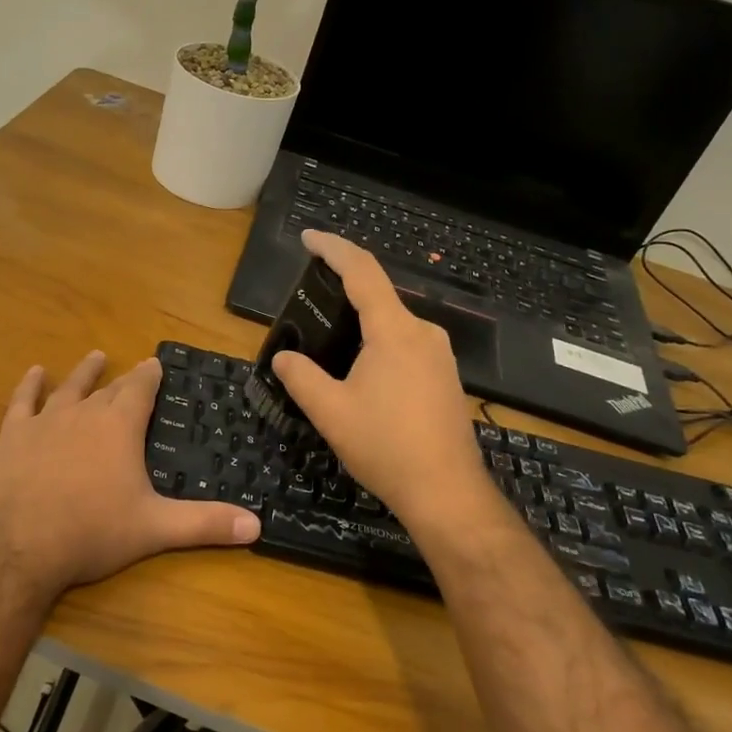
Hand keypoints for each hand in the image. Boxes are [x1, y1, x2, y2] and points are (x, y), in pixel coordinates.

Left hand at [0, 351, 259, 598]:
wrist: (18, 545)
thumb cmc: (92, 532)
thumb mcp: (155, 528)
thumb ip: (204, 523)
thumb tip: (257, 525)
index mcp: (119, 427)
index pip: (140, 390)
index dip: (150, 375)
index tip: (156, 362)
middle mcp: (84, 414)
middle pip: (108, 389)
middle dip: (124, 379)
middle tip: (134, 367)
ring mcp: (44, 422)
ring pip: (69, 388)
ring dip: (84, 373)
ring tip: (95, 356)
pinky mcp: (12, 437)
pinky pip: (22, 402)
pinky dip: (29, 386)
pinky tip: (34, 373)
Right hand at [272, 230, 499, 534]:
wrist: (448, 493)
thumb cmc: (386, 447)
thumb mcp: (330, 412)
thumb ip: (300, 377)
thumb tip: (283, 357)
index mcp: (394, 331)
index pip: (362, 271)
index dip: (333, 248)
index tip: (308, 238)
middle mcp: (423, 333)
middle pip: (378, 296)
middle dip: (343, 289)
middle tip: (308, 300)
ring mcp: (440, 356)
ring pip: (393, 323)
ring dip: (361, 321)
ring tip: (328, 339)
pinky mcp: (446, 378)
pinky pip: (406, 344)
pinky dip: (378, 342)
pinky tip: (361, 369)